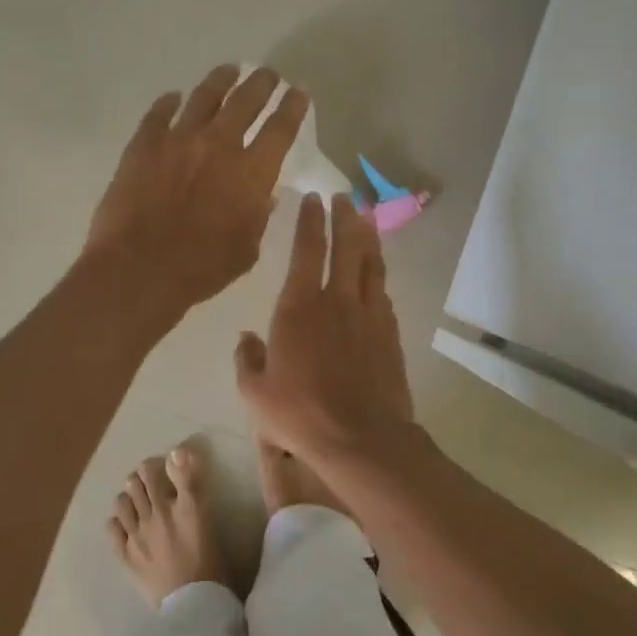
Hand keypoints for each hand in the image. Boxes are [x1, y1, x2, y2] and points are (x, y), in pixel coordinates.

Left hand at [83, 65, 308, 314]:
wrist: (139, 268)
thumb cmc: (201, 269)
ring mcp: (178, 139)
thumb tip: (263, 196)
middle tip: (268, 74)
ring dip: (221, 80)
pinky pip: (159, 113)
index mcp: (252, 172)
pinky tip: (173, 97)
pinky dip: (169, 102)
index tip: (299, 92)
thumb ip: (257, 218)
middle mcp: (219, 144)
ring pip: (205, 96)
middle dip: (262, 84)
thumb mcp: (246, 250)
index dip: (293, 106)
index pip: (281, 128)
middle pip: (246, 101)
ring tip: (229, 70)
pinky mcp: (144, 144)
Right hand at [235, 193, 415, 460]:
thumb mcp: (255, 393)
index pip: (306, 250)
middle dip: (345, 217)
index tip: (313, 197)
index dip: (309, 221)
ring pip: (371, 264)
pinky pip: (383, 294)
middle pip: (346, 246)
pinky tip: (377, 273)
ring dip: (368, 238)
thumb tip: (246, 338)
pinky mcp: (390, 333)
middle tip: (344, 197)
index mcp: (299, 307)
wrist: (362, 438)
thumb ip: (247, 360)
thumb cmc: (301, 414)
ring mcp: (369, 315)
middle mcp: (337, 301)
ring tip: (366, 219)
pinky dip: (378, 275)